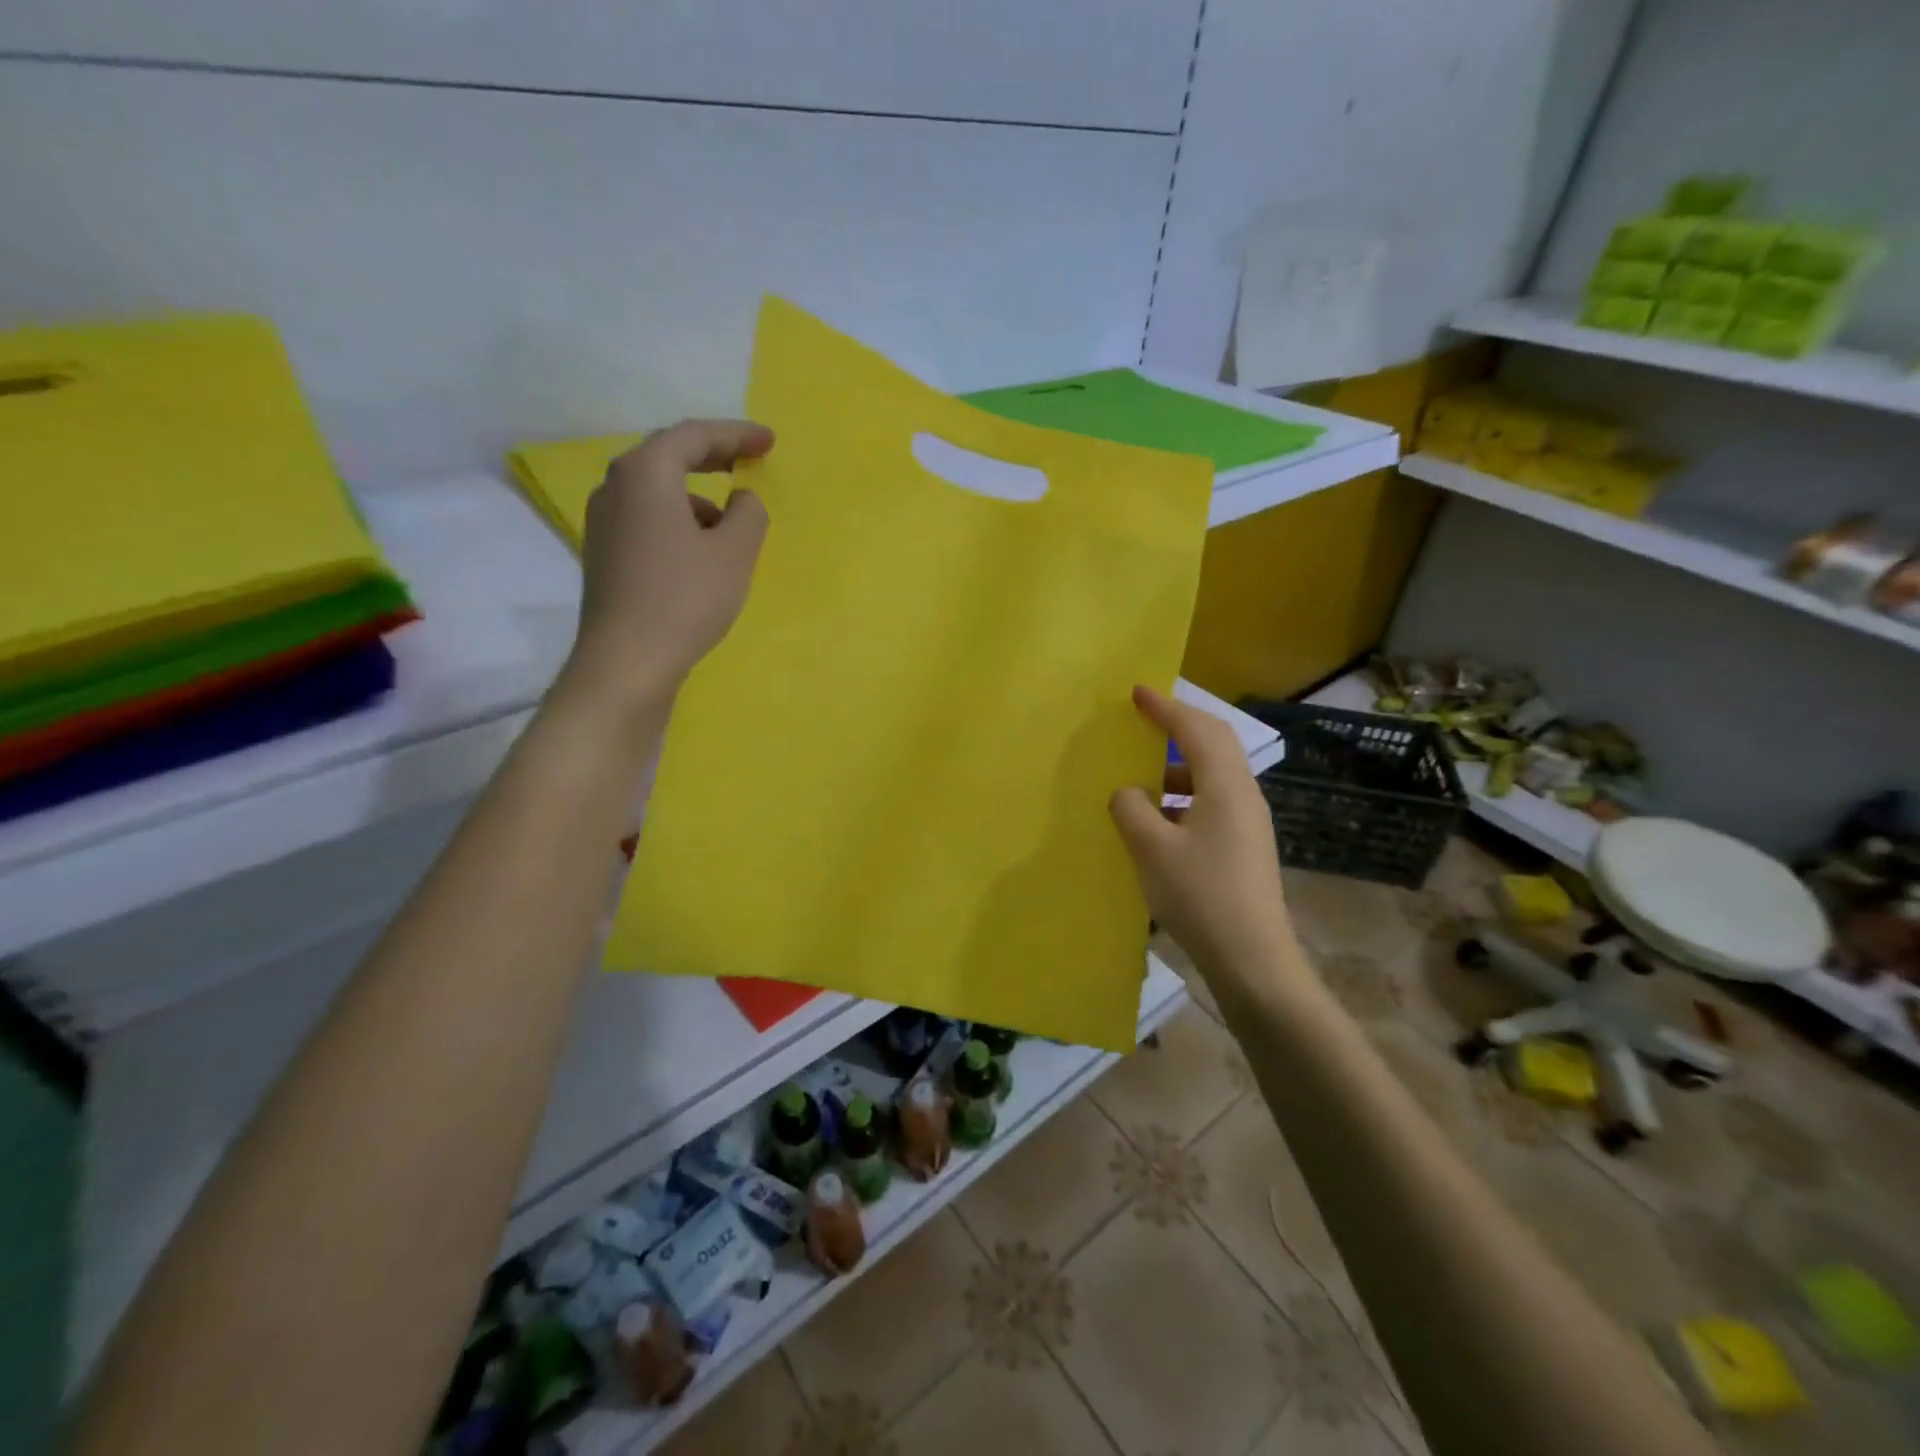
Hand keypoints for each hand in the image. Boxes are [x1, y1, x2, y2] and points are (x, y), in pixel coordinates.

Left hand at [564, 419, 773, 714]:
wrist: (627, 660)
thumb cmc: (685, 599)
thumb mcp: (734, 552)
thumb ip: (749, 514)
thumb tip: (741, 500)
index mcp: (645, 473)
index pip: (694, 436)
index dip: (736, 434)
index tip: (768, 441)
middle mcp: (615, 486)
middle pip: (668, 456)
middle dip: (712, 455)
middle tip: (749, 460)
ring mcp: (604, 521)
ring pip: (656, 491)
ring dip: (695, 494)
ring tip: (730, 522)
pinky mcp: (604, 553)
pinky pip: (647, 518)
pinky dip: (678, 519)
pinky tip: (700, 551)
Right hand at [1109, 686, 1301, 993]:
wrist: (1253, 961)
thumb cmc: (1201, 897)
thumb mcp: (1152, 849)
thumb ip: (1131, 809)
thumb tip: (1128, 792)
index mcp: (1226, 787)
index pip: (1196, 730)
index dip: (1165, 708)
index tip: (1137, 693)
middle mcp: (1244, 796)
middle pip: (1214, 744)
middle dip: (1179, 727)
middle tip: (1144, 720)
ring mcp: (1248, 824)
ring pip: (1212, 777)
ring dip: (1177, 768)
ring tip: (1141, 778)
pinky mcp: (1243, 848)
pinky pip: (1210, 804)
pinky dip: (1181, 798)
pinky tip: (1156, 822)